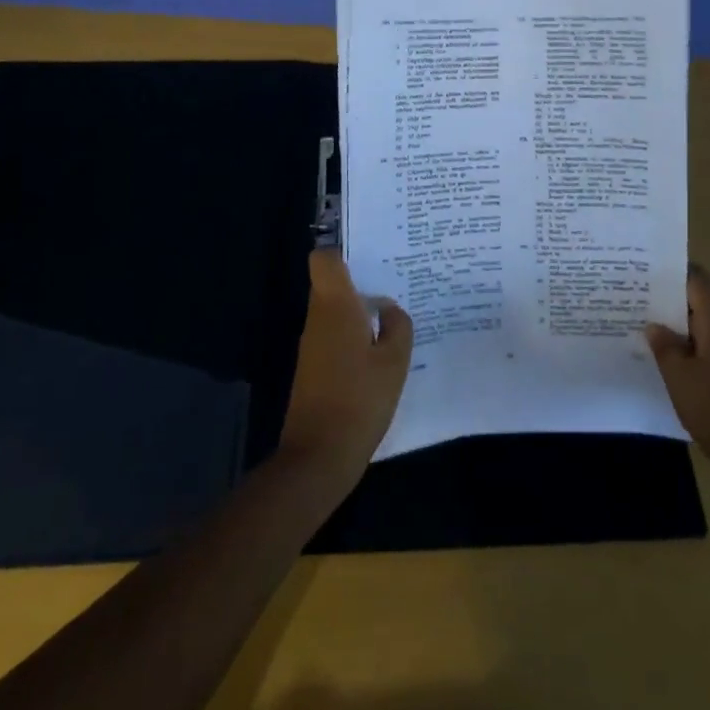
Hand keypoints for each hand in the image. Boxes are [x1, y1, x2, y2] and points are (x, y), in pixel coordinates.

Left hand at [277, 249, 413, 493]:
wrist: (318, 457)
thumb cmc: (359, 401)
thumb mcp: (394, 362)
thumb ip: (398, 327)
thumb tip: (389, 309)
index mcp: (335, 307)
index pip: (324, 259)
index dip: (343, 252)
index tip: (370, 255)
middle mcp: (318, 318)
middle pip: (331, 284)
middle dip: (359, 281)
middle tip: (395, 283)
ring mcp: (312, 345)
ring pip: (333, 311)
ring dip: (358, 311)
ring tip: (393, 316)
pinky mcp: (312, 368)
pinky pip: (333, 335)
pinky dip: (353, 336)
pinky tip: (379, 351)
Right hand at [647, 263, 709, 505]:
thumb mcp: (680, 377)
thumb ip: (665, 346)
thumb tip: (654, 325)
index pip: (696, 277)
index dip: (670, 270)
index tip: (641, 272)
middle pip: (698, 301)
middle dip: (667, 300)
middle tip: (632, 301)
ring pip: (702, 327)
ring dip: (676, 328)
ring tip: (642, 331)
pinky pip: (709, 350)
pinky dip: (687, 350)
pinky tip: (666, 365)